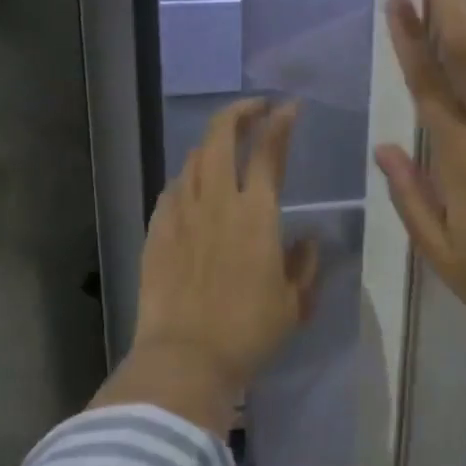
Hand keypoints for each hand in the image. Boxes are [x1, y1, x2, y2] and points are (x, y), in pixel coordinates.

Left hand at [104, 98, 318, 434]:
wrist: (185, 357)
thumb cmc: (248, 332)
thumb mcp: (293, 303)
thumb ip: (305, 265)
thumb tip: (308, 240)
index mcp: (257, 214)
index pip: (270, 150)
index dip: (281, 122)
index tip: (290, 108)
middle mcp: (217, 201)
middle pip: (222, 136)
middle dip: (239, 111)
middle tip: (255, 108)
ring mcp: (181, 212)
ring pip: (194, 158)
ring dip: (214, 143)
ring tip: (226, 146)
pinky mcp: (157, 230)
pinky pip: (173, 189)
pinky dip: (188, 177)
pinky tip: (193, 186)